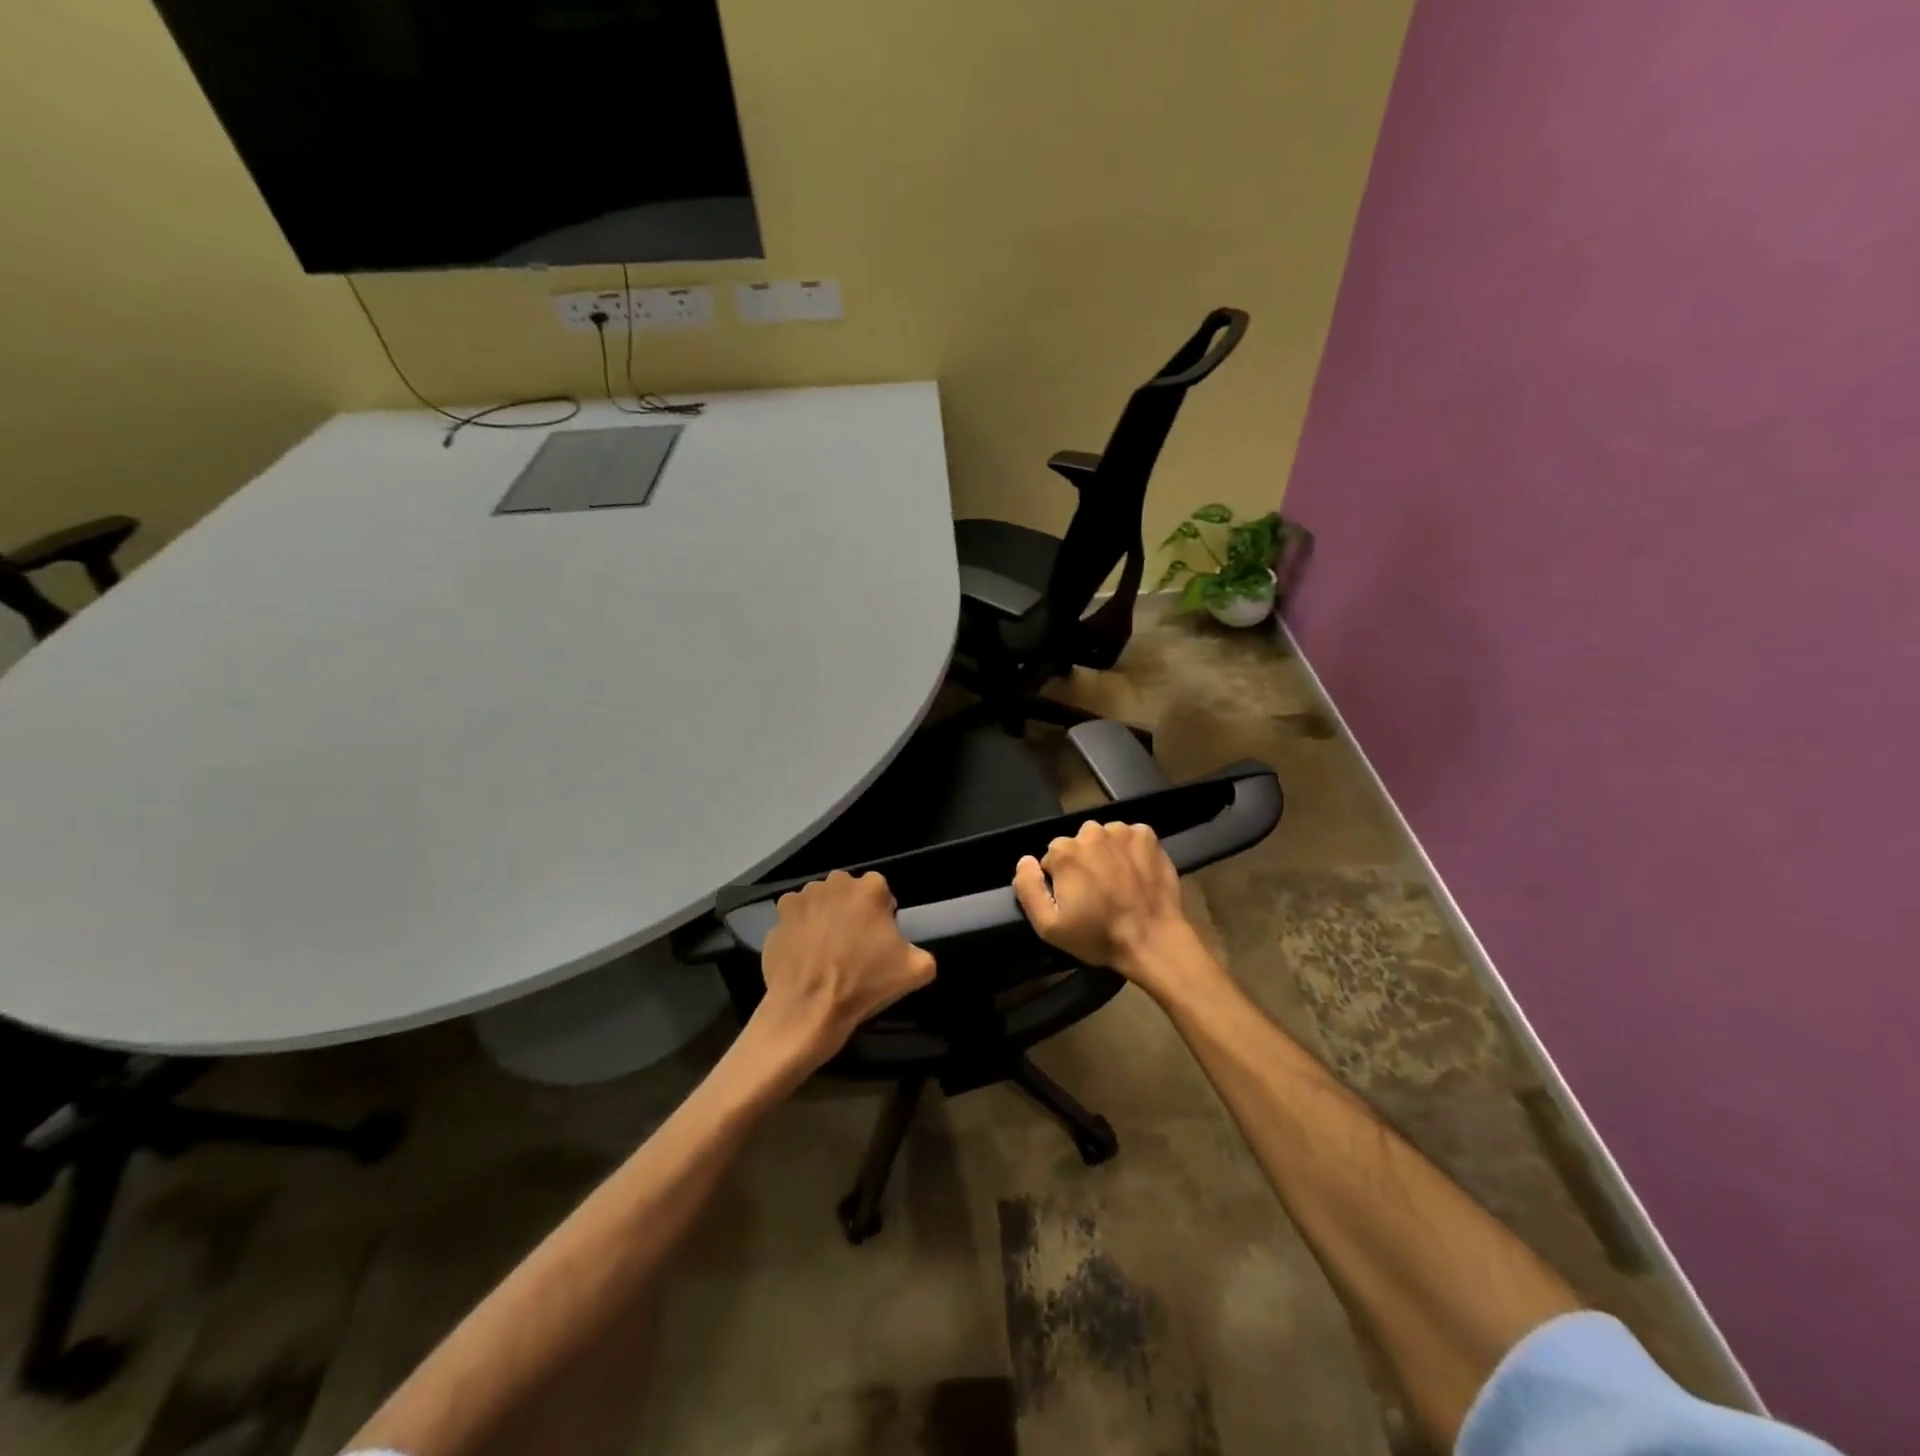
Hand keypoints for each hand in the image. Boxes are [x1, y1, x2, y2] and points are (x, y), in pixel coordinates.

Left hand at [753, 871, 935, 1070]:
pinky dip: (800, 930)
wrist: (807, 1009)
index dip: (882, 915)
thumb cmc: (864, 984)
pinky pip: (795, 918)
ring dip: (825, 917)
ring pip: (821, 902)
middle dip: (852, 911)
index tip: (879, 940)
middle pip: (849, 892)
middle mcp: (835, 883)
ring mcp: (802, 898)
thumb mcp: (915, 971)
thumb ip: (924, 953)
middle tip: (854, 945)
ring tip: (827, 951)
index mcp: (870, 889)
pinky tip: (805, 955)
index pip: (881, 892)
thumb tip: (914, 953)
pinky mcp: (778, 917)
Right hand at [1013, 821, 1203, 994]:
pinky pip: (1130, 836)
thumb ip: (1027, 888)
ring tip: (1118, 883)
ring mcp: (1121, 831)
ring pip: (1104, 838)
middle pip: (1077, 844)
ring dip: (1106, 854)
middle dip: (1082, 863)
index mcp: (1064, 852)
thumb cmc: (1098, 935)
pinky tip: (1135, 872)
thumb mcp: (1048, 926)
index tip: (1075, 900)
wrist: (1152, 940)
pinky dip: (1130, 850)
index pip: (1052, 858)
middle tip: (1097, 893)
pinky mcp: (1147, 836)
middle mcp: (1091, 832)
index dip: (1060, 880)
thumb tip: (1025, 861)